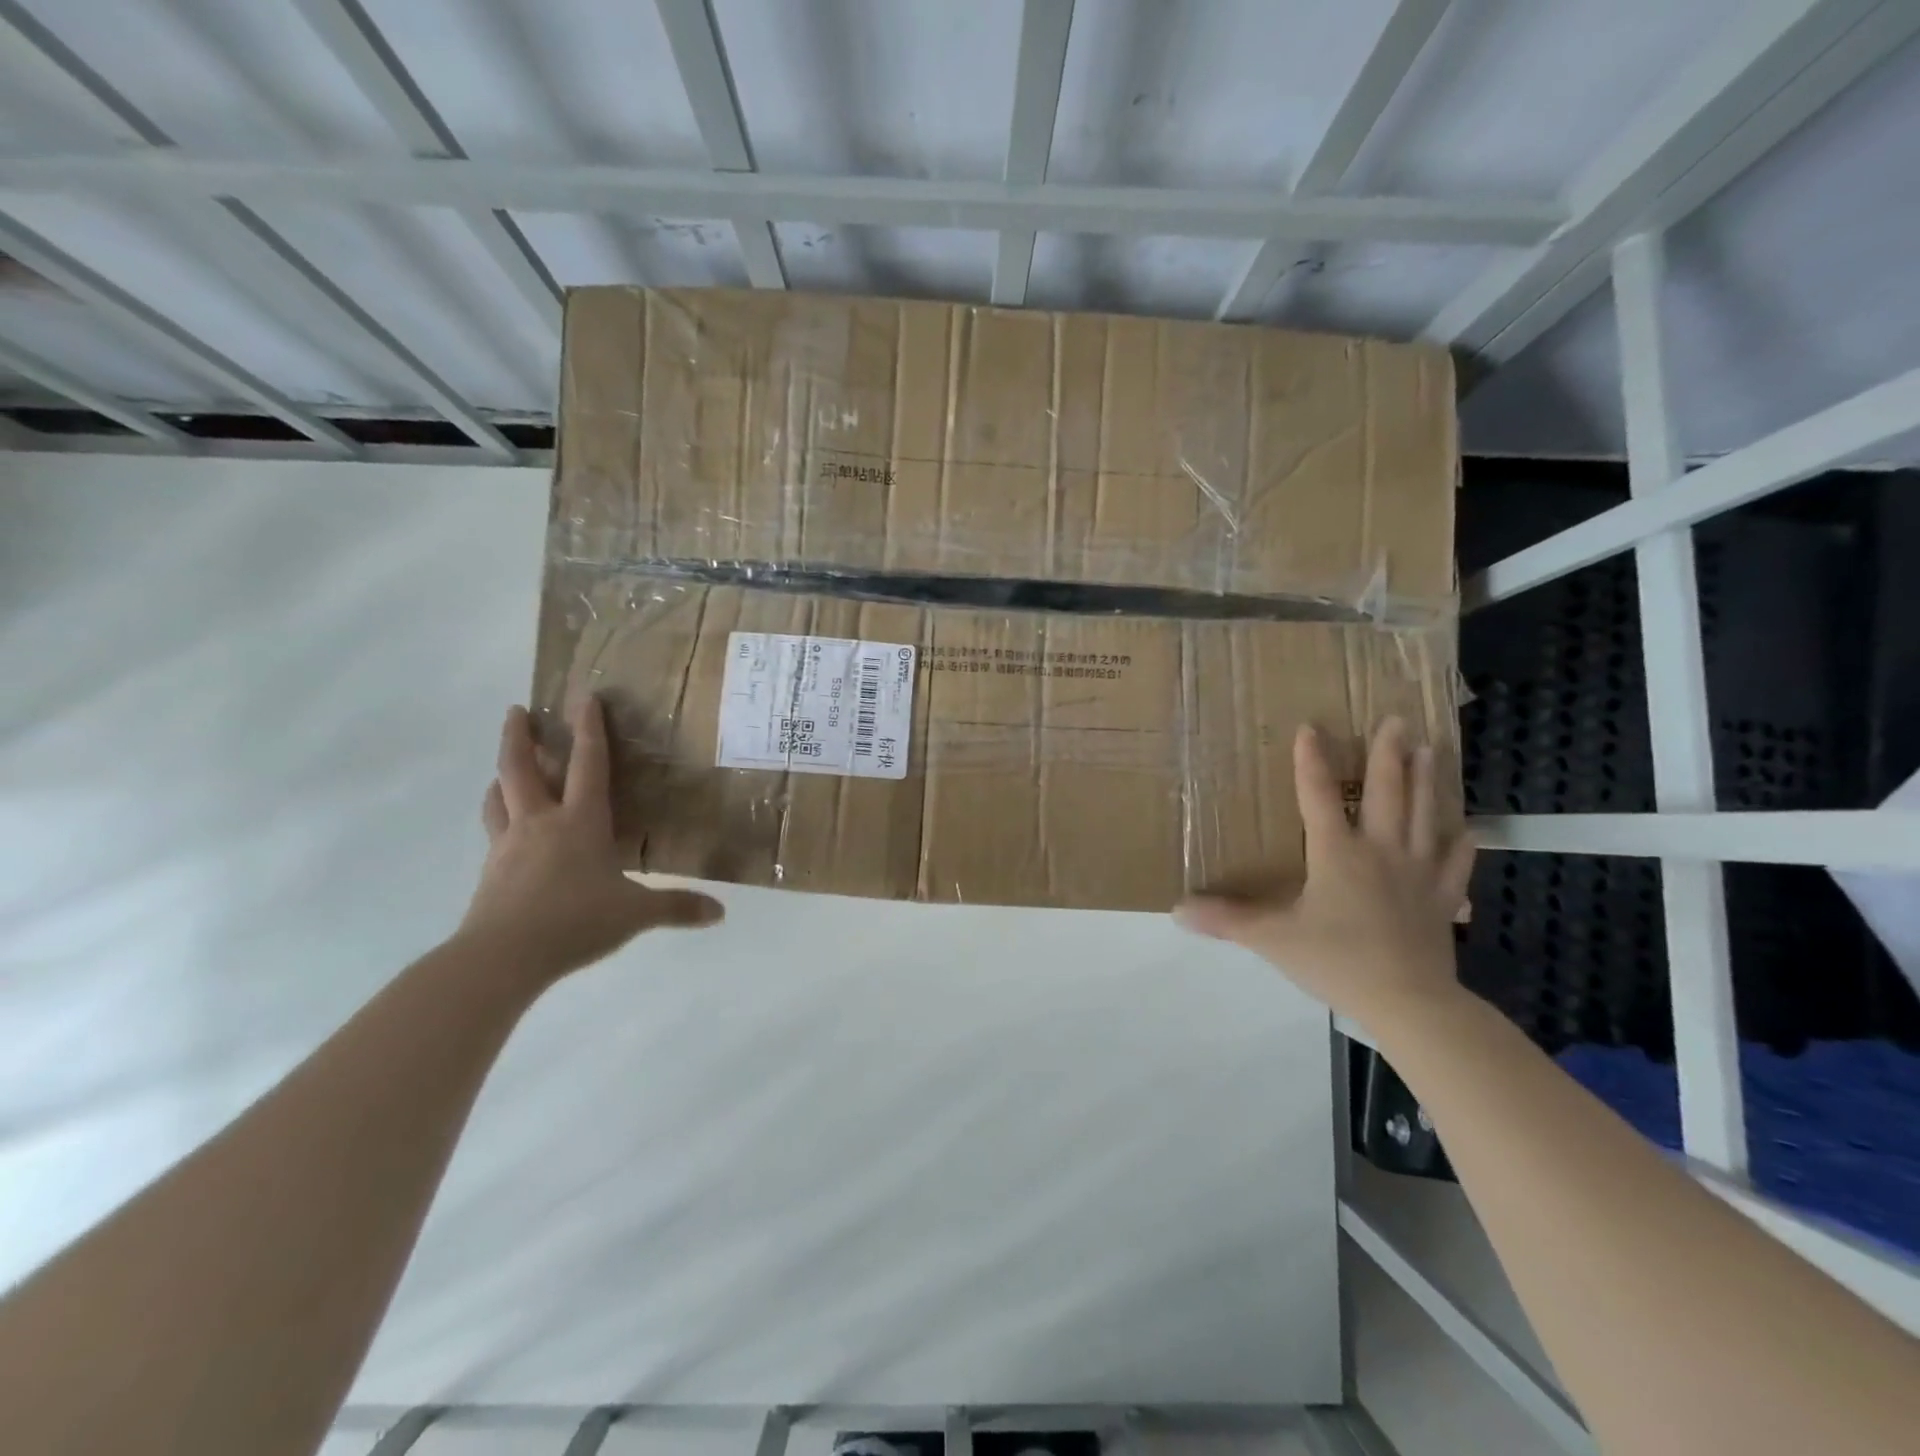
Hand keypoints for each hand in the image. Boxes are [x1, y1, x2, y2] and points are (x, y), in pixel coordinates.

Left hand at [458, 698, 723, 982]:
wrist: (502, 956)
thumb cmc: (575, 921)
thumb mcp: (634, 914)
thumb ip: (676, 908)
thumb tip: (720, 913)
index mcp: (580, 822)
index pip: (588, 765)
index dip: (589, 729)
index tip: (584, 697)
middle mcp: (541, 823)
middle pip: (521, 768)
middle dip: (519, 736)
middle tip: (517, 711)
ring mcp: (509, 845)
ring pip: (499, 797)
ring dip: (502, 774)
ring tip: (505, 768)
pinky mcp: (491, 871)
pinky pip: (494, 831)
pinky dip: (498, 816)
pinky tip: (508, 828)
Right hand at [1175, 718, 1474, 1030]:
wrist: (1408, 1001)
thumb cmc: (1336, 960)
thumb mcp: (1272, 939)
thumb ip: (1226, 919)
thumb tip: (1177, 908)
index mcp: (1337, 853)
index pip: (1320, 796)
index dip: (1312, 761)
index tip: (1311, 727)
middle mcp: (1381, 851)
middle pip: (1387, 793)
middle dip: (1387, 755)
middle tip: (1394, 720)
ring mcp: (1419, 873)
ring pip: (1426, 815)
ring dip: (1426, 780)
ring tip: (1429, 749)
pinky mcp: (1443, 899)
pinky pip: (1456, 863)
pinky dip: (1461, 843)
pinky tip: (1468, 829)